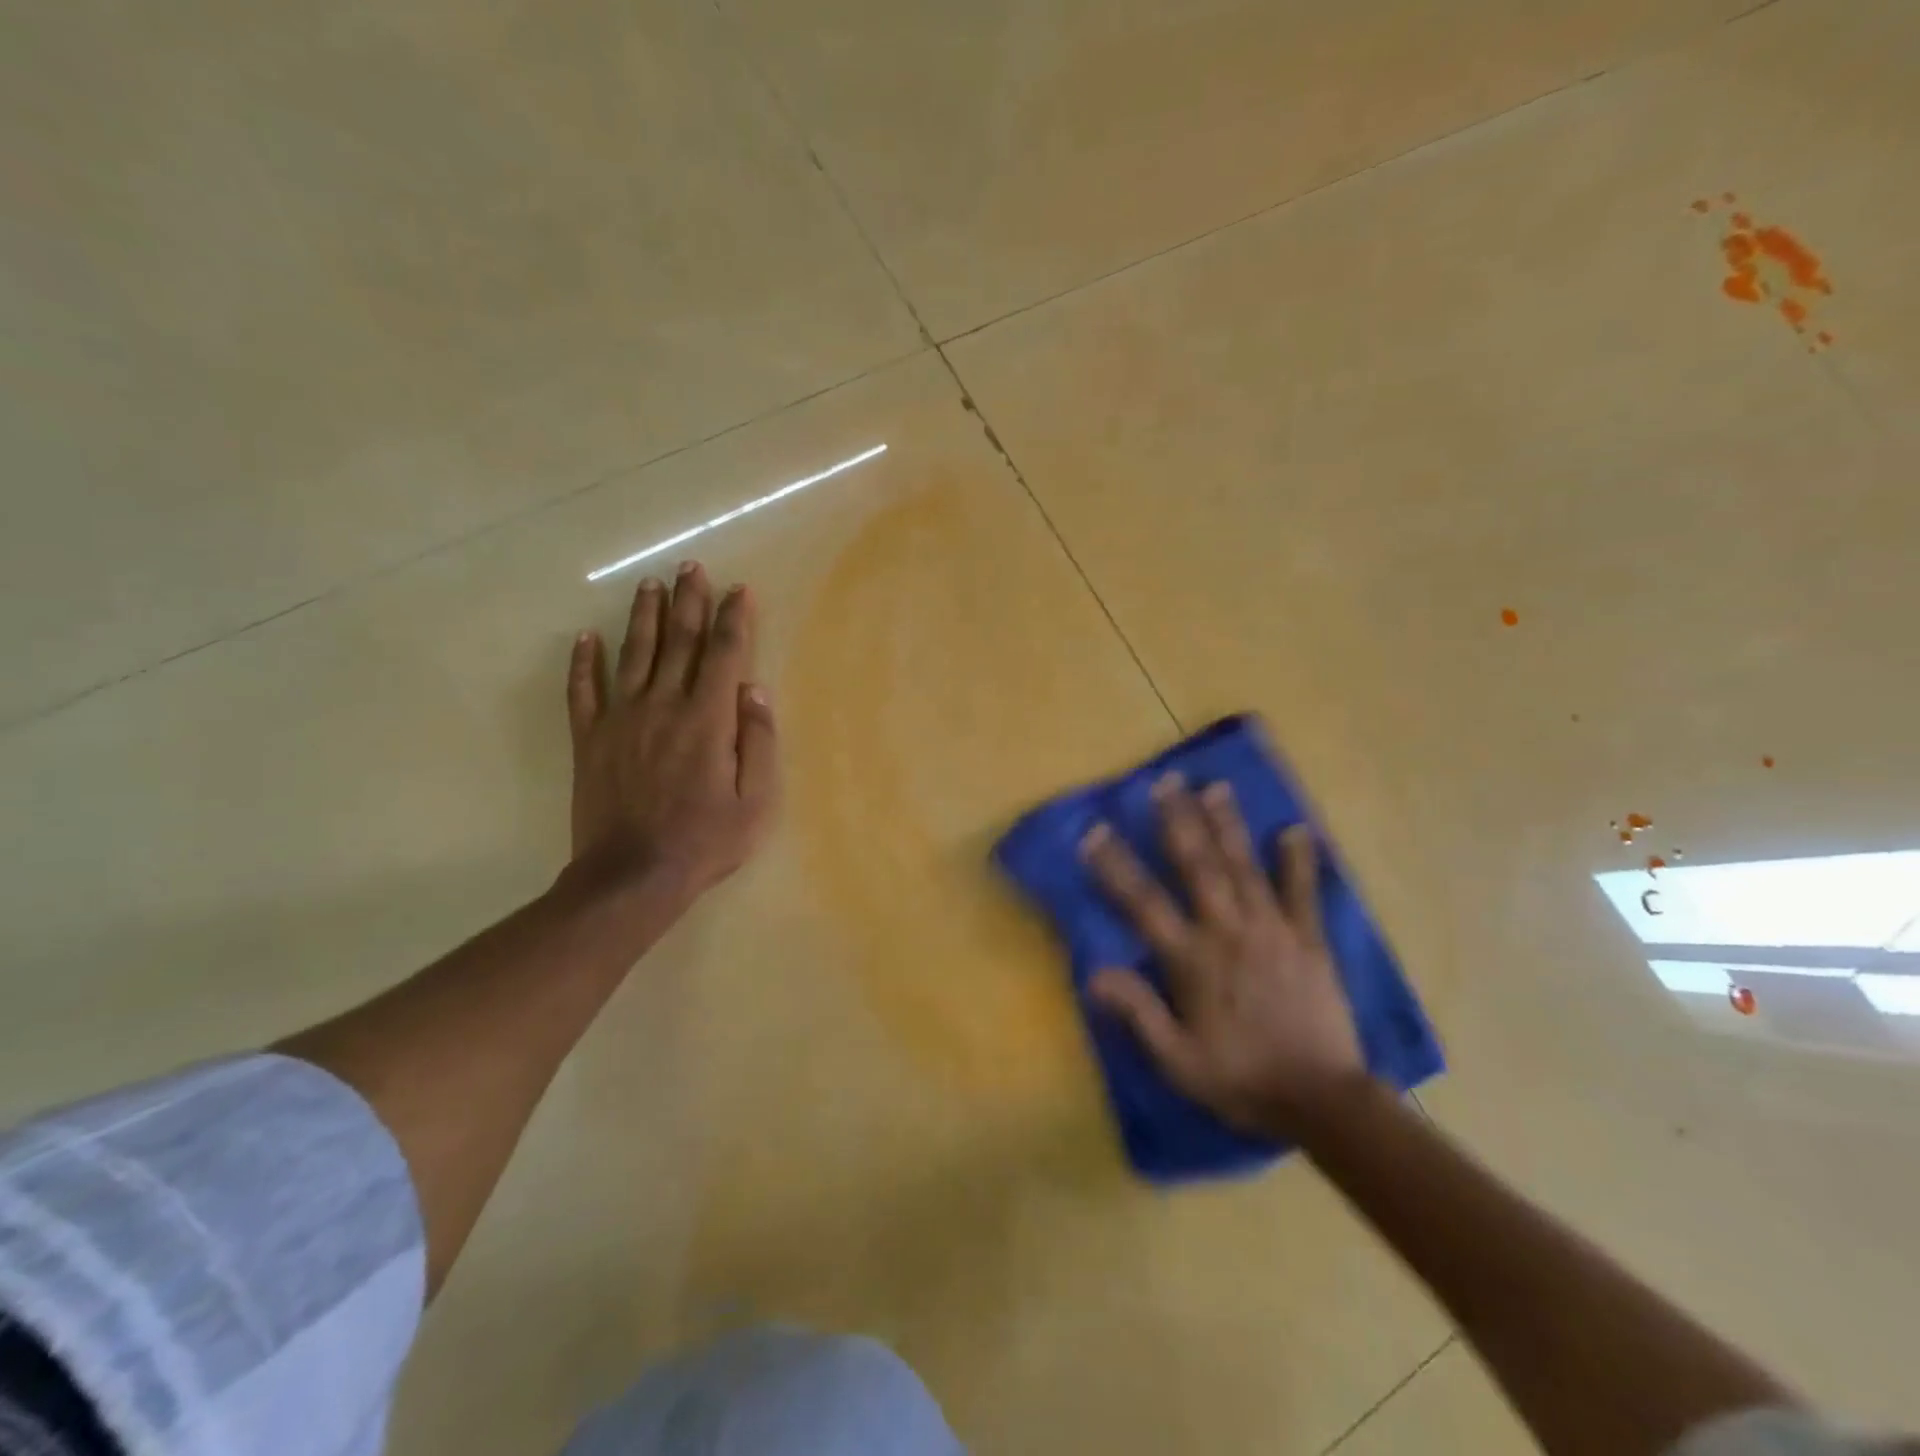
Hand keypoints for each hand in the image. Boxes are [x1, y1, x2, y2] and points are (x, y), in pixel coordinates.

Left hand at [564, 561, 779, 909]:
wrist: (632, 876)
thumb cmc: (705, 841)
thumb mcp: (756, 801)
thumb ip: (759, 741)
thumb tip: (755, 689)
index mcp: (708, 719)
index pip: (724, 654)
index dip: (734, 618)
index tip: (739, 590)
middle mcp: (664, 706)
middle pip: (679, 641)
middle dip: (689, 601)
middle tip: (691, 567)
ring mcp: (621, 719)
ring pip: (634, 654)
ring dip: (644, 616)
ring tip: (650, 585)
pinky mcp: (589, 739)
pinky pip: (583, 691)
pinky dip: (583, 662)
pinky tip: (585, 638)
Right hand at [1081, 775, 1368, 1139]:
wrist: (1323, 1102)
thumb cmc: (1242, 1080)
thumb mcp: (1178, 1060)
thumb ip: (1138, 1012)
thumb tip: (1094, 973)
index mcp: (1192, 960)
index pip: (1144, 903)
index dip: (1116, 867)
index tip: (1095, 832)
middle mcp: (1229, 932)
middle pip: (1198, 867)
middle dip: (1179, 821)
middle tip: (1166, 781)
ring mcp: (1273, 930)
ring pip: (1244, 867)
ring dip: (1228, 825)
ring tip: (1215, 788)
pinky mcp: (1309, 940)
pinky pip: (1303, 893)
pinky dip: (1299, 861)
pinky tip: (1295, 830)